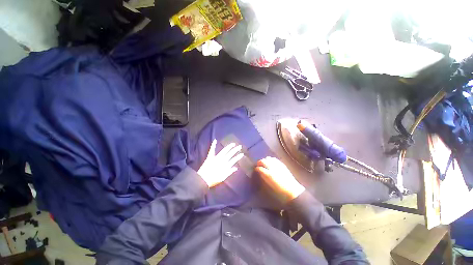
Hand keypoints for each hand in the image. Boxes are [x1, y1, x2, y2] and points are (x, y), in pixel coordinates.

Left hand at [198, 140, 243, 187]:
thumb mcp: (223, 177)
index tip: (242, 154)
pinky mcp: (210, 157)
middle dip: (235, 150)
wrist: (203, 179)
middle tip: (240, 146)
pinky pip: (212, 150)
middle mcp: (222, 160)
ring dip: (229, 147)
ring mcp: (216, 158)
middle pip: (230, 154)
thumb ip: (229, 172)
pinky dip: (213, 145)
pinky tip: (215, 140)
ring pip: (224, 151)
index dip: (238, 157)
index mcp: (225, 165)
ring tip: (233, 144)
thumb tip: (236, 168)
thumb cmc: (213, 180)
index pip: (233, 160)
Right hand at [255, 157, 305, 199]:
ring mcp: (277, 165)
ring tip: (264, 163)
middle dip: (259, 162)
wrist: (292, 190)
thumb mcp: (269, 185)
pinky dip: (270, 159)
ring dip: (265, 160)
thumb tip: (259, 172)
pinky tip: (270, 162)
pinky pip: (274, 159)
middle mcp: (272, 168)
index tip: (255, 170)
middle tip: (258, 165)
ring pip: (268, 158)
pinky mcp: (282, 164)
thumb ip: (263, 177)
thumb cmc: (279, 190)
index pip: (259, 168)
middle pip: (263, 161)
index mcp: (269, 174)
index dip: (256, 168)